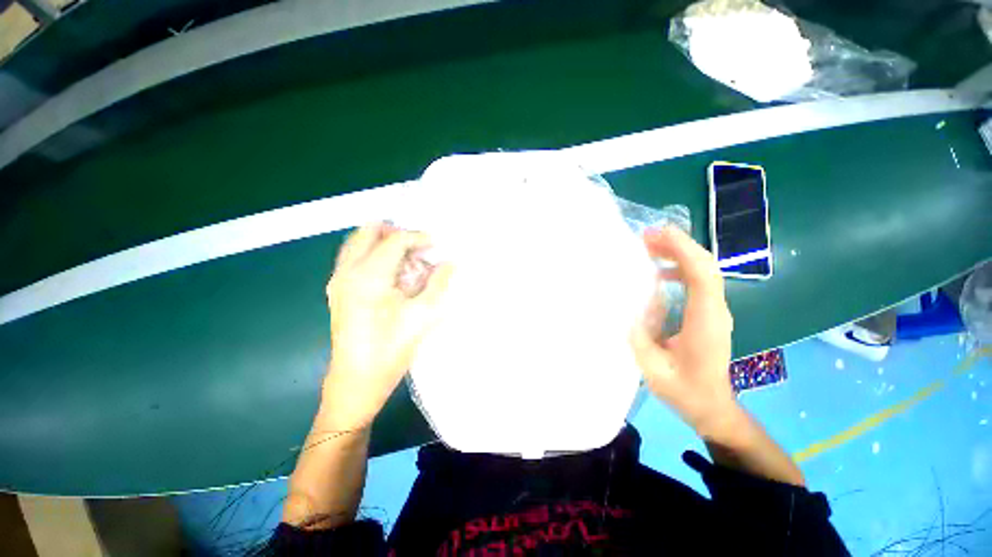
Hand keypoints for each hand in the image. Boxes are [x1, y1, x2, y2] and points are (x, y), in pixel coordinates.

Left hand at [322, 223, 453, 430]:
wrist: (357, 381)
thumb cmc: (391, 349)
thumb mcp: (423, 315)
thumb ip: (439, 283)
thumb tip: (451, 262)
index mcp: (368, 276)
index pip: (395, 241)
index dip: (418, 238)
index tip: (436, 244)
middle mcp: (347, 272)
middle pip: (368, 232)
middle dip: (396, 232)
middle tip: (419, 245)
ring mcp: (338, 281)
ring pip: (357, 243)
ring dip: (383, 242)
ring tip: (407, 255)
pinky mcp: (337, 291)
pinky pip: (353, 257)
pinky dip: (373, 253)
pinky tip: (392, 269)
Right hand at [629, 226, 738, 437]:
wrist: (711, 406)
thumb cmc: (684, 389)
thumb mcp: (653, 368)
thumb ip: (640, 335)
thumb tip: (629, 305)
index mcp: (705, 321)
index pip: (701, 274)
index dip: (681, 249)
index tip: (656, 234)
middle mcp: (716, 309)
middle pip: (705, 265)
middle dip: (678, 244)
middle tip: (646, 237)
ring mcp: (715, 310)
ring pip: (703, 270)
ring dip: (678, 253)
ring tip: (649, 247)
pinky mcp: (709, 312)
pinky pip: (698, 280)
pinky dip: (679, 267)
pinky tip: (659, 273)